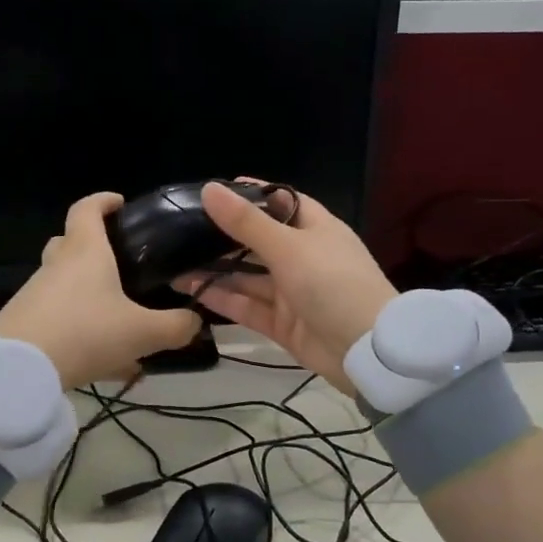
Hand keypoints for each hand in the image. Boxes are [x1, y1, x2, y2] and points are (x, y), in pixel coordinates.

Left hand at [0, 193, 200, 388]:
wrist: (19, 369)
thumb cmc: (86, 333)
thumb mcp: (142, 333)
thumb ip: (175, 326)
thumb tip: (195, 321)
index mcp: (85, 251)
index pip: (88, 208)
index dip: (103, 200)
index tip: (119, 203)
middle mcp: (57, 264)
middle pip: (69, 242)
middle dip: (92, 247)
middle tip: (120, 265)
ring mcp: (36, 292)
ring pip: (63, 282)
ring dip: (86, 294)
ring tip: (117, 322)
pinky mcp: (23, 321)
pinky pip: (56, 315)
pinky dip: (77, 325)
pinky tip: (98, 357)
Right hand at [175, 181, 397, 393]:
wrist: (367, 352)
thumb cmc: (333, 284)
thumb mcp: (289, 247)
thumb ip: (246, 222)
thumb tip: (209, 189)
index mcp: (316, 229)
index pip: (281, 202)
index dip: (251, 194)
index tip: (215, 190)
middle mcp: (303, 257)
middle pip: (259, 240)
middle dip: (224, 236)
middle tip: (183, 228)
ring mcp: (292, 292)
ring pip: (248, 276)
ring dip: (215, 269)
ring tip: (174, 260)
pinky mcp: (282, 323)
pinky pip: (246, 305)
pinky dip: (221, 298)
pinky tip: (189, 289)